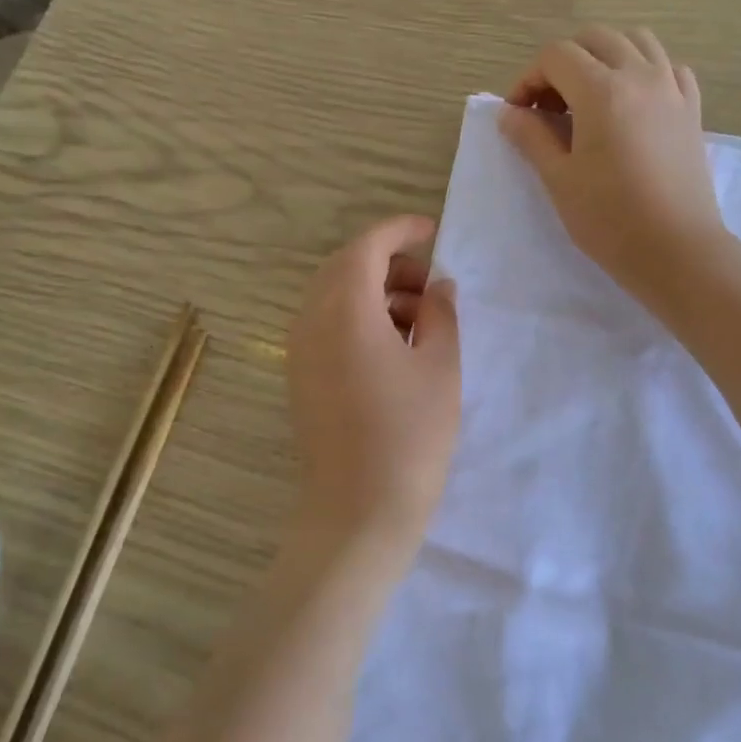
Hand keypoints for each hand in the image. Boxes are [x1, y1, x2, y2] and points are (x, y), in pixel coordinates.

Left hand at [286, 215, 459, 576]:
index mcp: (346, 310)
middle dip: (388, 262)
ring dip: (374, 290)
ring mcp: (299, 349)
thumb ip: (441, 314)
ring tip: (419, 316)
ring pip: (333, 295)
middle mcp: (312, 320)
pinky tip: (393, 343)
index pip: (367, 246)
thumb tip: (437, 287)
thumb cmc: (410, 436)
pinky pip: (326, 323)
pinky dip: (358, 315)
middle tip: (429, 281)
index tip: (432, 232)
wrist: (359, 511)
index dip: (400, 231)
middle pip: (345, 266)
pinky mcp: (300, 375)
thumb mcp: (441, 367)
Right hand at [502, 29, 725, 308]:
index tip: (518, 114)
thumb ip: (531, 137)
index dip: (528, 79)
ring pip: (636, 41)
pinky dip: (645, 71)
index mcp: (601, 91)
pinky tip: (633, 103)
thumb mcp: (559, 179)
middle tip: (549, 106)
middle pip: (595, 39)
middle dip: (563, 63)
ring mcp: (672, 89)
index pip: (556, 56)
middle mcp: (640, 75)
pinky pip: (669, 67)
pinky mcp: (692, 109)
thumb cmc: (609, 219)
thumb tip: (510, 113)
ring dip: (605, 56)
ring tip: (590, 96)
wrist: (676, 250)